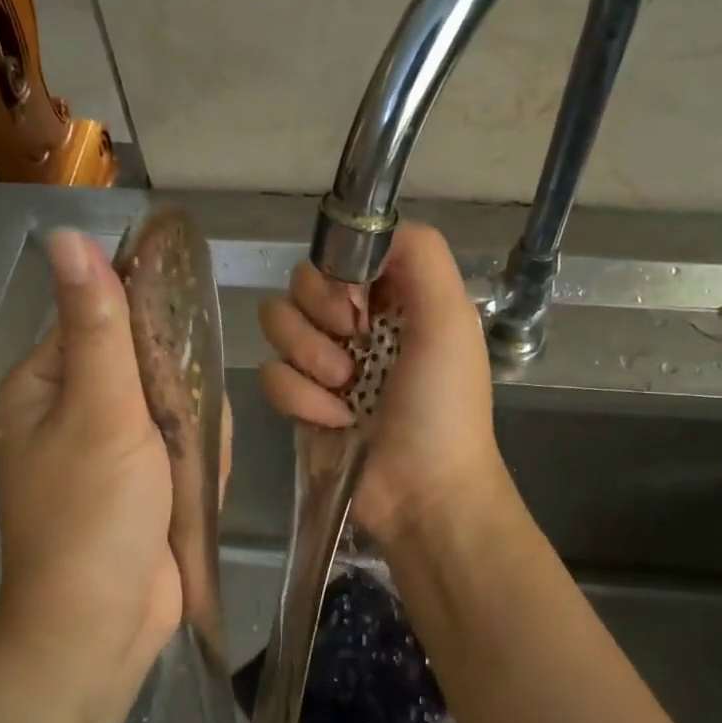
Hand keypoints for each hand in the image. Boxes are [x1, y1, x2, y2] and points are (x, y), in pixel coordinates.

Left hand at [0, 230, 178, 699]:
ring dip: (192, 437)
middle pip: (147, 366)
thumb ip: (99, 326)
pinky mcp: (142, 487)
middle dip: (178, 398)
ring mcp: (111, 452)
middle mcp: (73, 412)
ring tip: (184, 477)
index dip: (149, 325)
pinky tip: (192, 494)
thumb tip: (68, 236)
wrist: (103, 625)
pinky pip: (182, 452)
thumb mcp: (101, 411)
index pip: (101, 318)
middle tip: (180, 435)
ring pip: (174, 410)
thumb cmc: (94, 514)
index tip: (182, 351)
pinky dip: (195, 469)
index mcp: (45, 385)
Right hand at [258, 222, 509, 546]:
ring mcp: (324, 362)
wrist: (422, 491)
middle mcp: (356, 323)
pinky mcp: (300, 401)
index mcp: (394, 298)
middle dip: (321, 314)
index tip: (358, 301)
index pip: (341, 252)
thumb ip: (421, 255)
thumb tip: (369, 231)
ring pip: (276, 323)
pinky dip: (300, 399)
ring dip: (309, 357)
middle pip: (300, 282)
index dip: (339, 270)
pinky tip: (334, 421)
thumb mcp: (451, 319)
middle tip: (352, 345)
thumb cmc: (443, 406)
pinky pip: (271, 375)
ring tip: (344, 388)